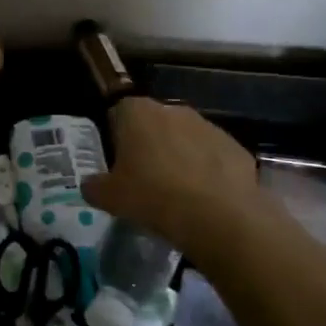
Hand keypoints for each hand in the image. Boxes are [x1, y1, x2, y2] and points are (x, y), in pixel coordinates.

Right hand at [83, 97, 263, 251]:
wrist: (217, 215)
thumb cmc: (152, 196)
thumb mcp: (109, 198)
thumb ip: (94, 186)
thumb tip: (90, 185)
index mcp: (137, 112)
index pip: (118, 113)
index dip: (116, 137)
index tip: (118, 163)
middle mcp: (173, 110)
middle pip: (154, 124)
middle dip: (149, 145)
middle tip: (145, 179)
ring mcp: (208, 126)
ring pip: (186, 139)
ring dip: (180, 157)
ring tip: (177, 193)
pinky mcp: (235, 147)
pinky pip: (213, 157)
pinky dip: (208, 172)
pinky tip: (204, 199)